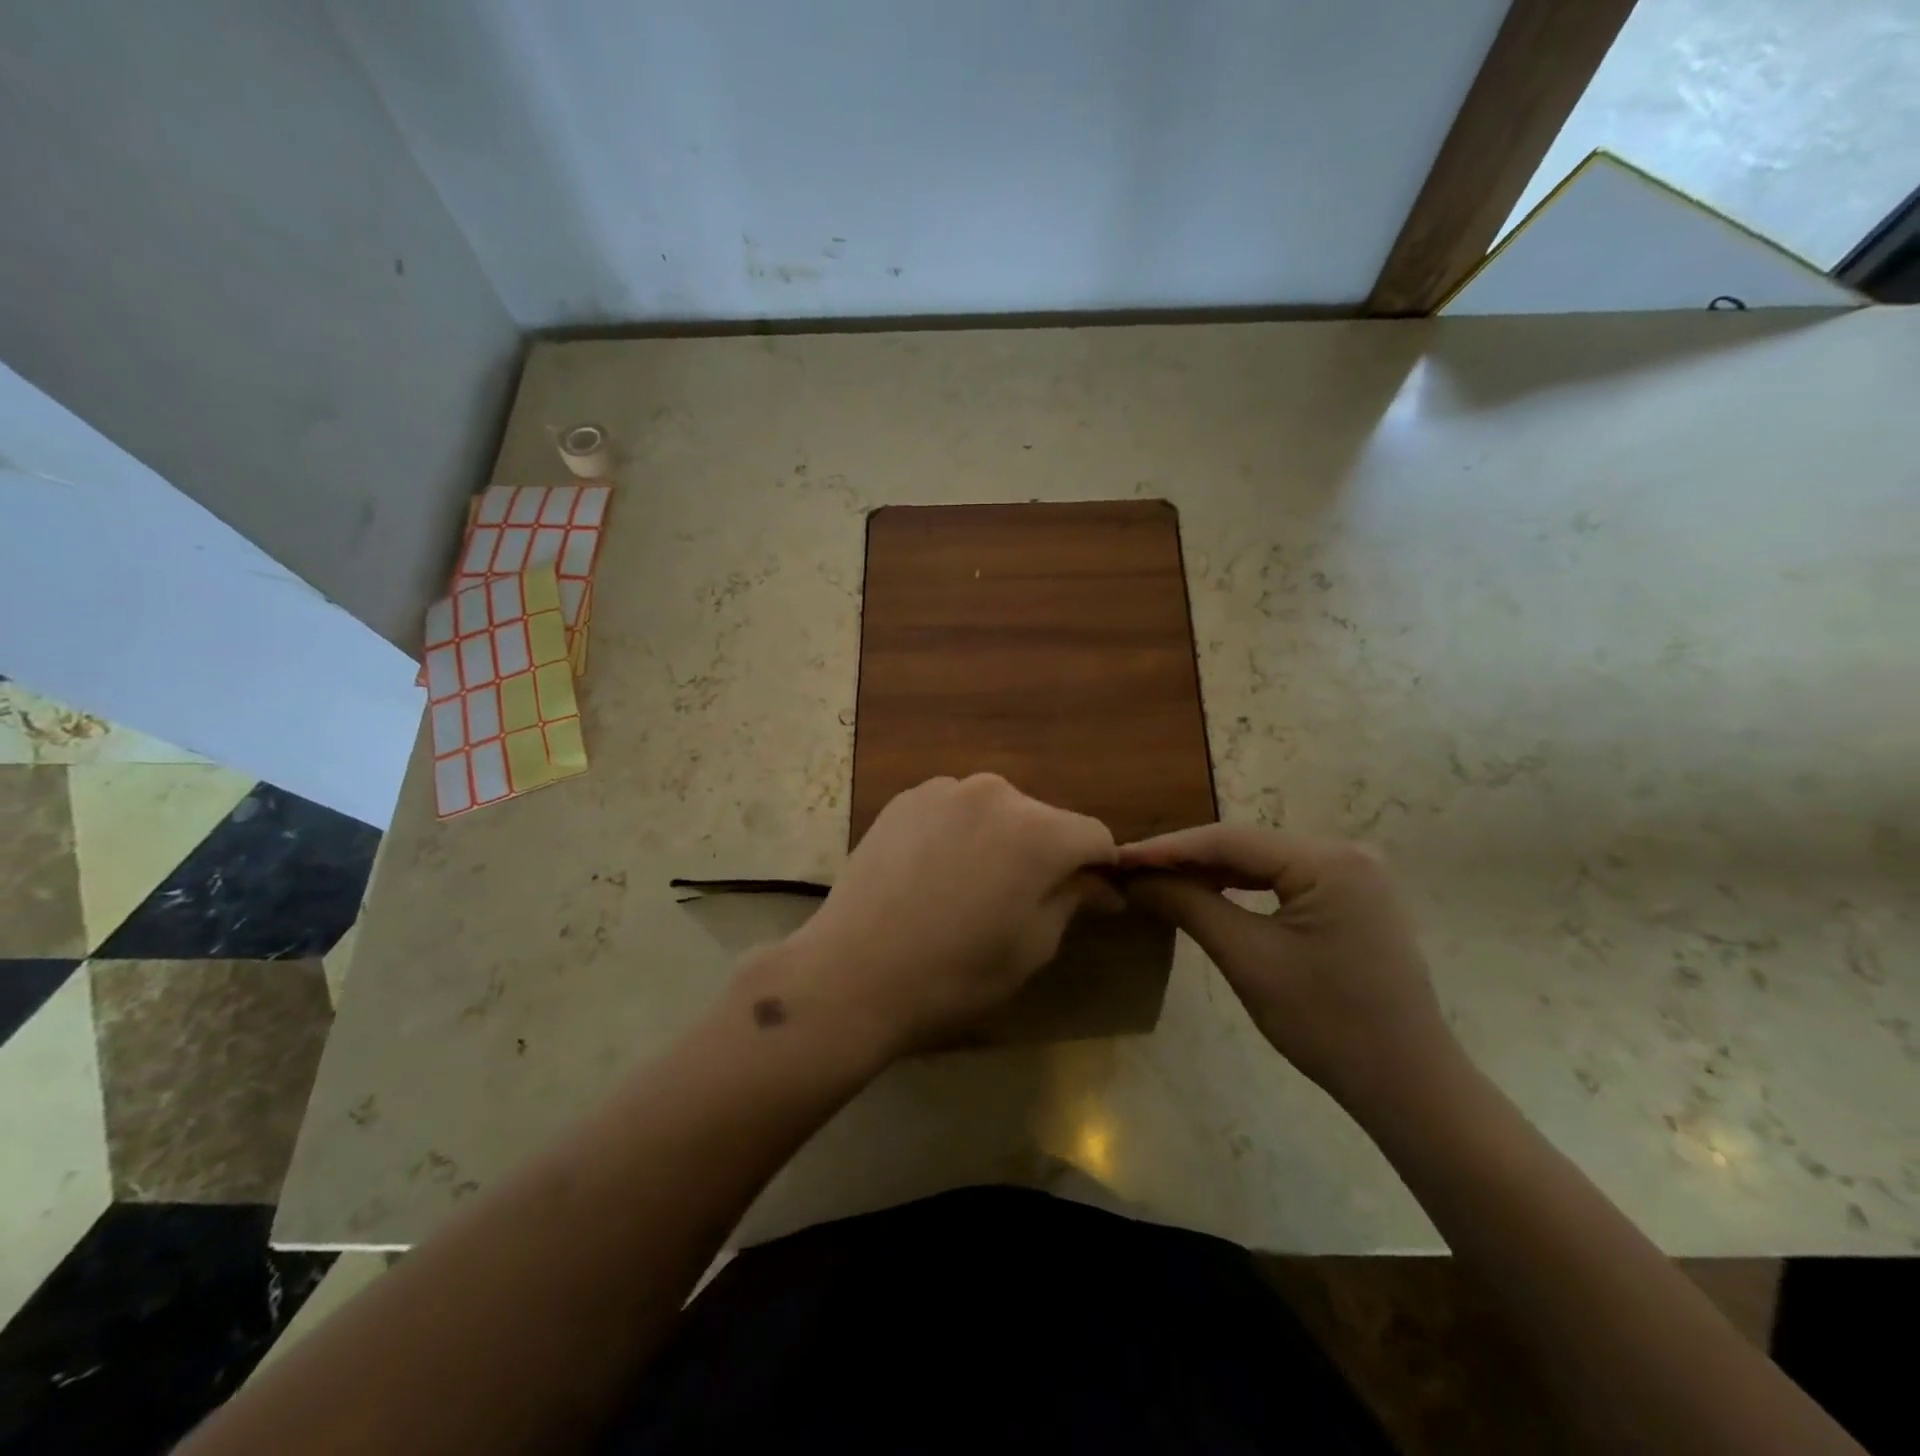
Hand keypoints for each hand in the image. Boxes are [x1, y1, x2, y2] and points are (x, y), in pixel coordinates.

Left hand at [778, 775, 1120, 1053]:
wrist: (853, 972)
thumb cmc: (956, 972)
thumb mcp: (1031, 946)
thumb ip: (1073, 900)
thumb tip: (1102, 886)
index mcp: (1038, 831)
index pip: (1093, 836)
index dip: (1100, 868)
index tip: (1092, 898)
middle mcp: (995, 793)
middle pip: (1043, 819)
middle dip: (1047, 853)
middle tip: (1023, 900)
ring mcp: (944, 790)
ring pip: (996, 811)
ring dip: (1000, 840)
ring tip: (971, 887)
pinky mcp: (906, 799)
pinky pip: (953, 810)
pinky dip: (959, 833)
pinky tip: (934, 873)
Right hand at [1119, 825, 1461, 1118]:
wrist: (1408, 1086)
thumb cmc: (1328, 1023)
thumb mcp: (1248, 959)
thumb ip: (1189, 905)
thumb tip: (1136, 878)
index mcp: (1328, 860)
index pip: (1229, 840)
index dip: (1167, 848)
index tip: (1118, 857)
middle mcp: (1345, 852)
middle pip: (1246, 846)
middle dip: (1185, 858)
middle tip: (1130, 868)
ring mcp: (1353, 875)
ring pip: (1263, 862)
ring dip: (1210, 871)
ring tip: (1156, 878)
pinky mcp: (1352, 899)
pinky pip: (1283, 881)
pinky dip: (1242, 887)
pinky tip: (1206, 891)